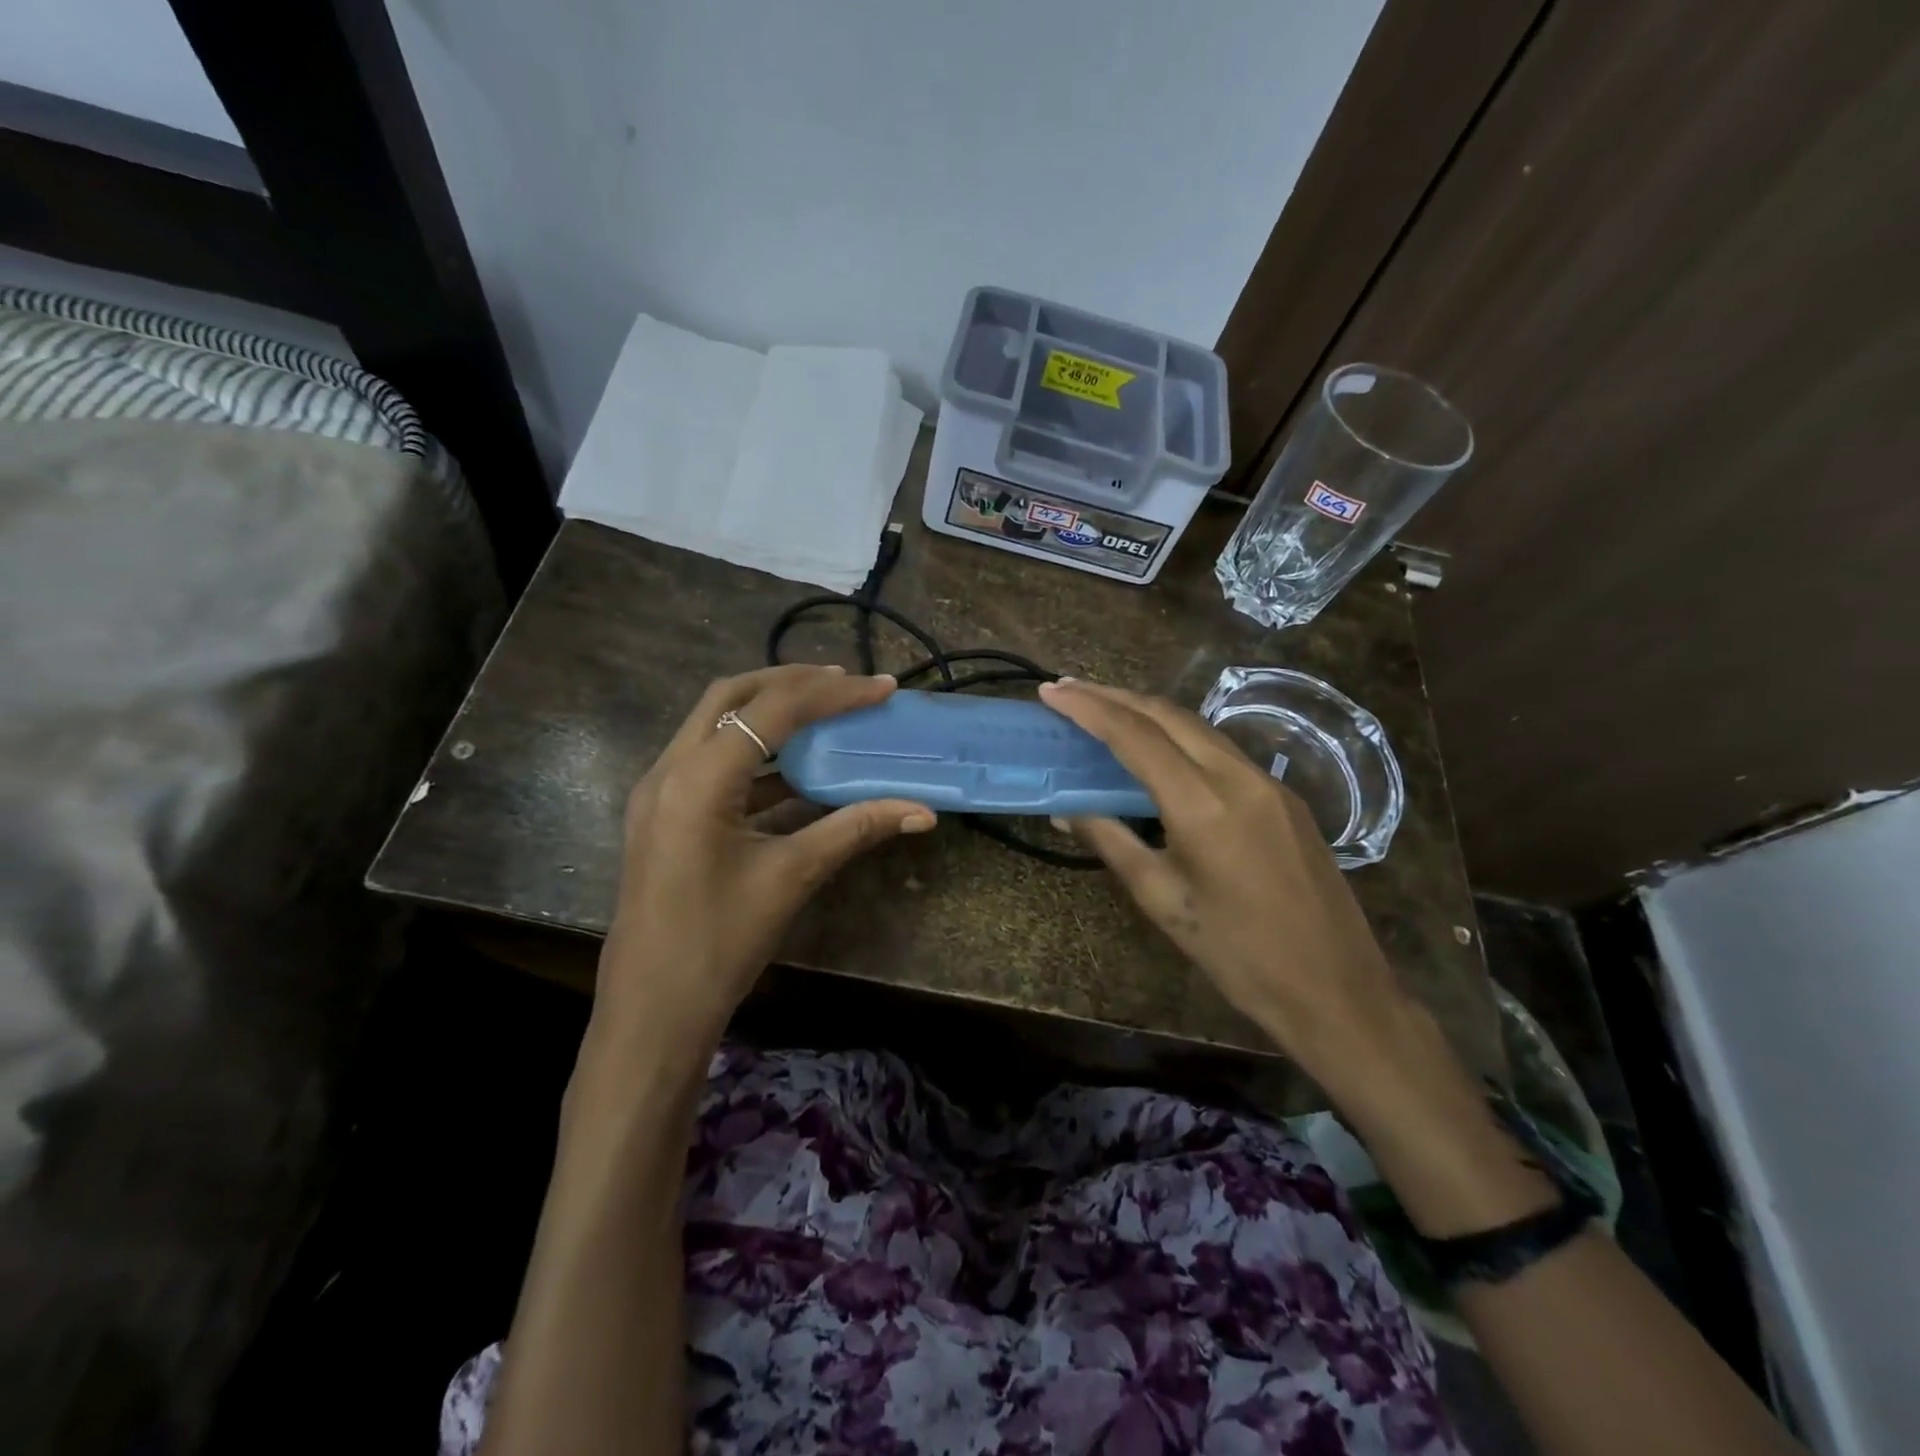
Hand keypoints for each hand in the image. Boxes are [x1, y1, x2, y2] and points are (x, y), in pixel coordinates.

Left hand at [593, 665, 934, 1050]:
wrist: (652, 1011)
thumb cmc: (720, 942)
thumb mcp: (793, 877)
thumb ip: (856, 829)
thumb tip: (923, 811)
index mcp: (698, 779)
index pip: (772, 711)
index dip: (832, 694)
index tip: (881, 688)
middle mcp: (669, 770)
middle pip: (731, 697)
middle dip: (790, 682)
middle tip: (845, 684)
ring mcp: (659, 791)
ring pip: (715, 725)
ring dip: (768, 713)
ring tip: (824, 711)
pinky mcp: (663, 814)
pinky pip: (711, 762)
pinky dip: (754, 754)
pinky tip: (796, 770)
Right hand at [1038, 679, 1410, 1081]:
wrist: (1336, 989)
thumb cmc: (1238, 954)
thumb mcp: (1162, 900)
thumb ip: (1112, 843)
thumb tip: (1067, 812)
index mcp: (1204, 805)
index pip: (1136, 736)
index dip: (1089, 708)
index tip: (1051, 691)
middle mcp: (1239, 777)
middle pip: (1168, 715)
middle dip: (1114, 696)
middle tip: (1069, 689)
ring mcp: (1269, 783)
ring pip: (1198, 727)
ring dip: (1147, 712)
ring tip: (1104, 709)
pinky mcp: (1285, 797)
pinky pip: (1222, 750)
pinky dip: (1179, 737)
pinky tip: (1158, 749)